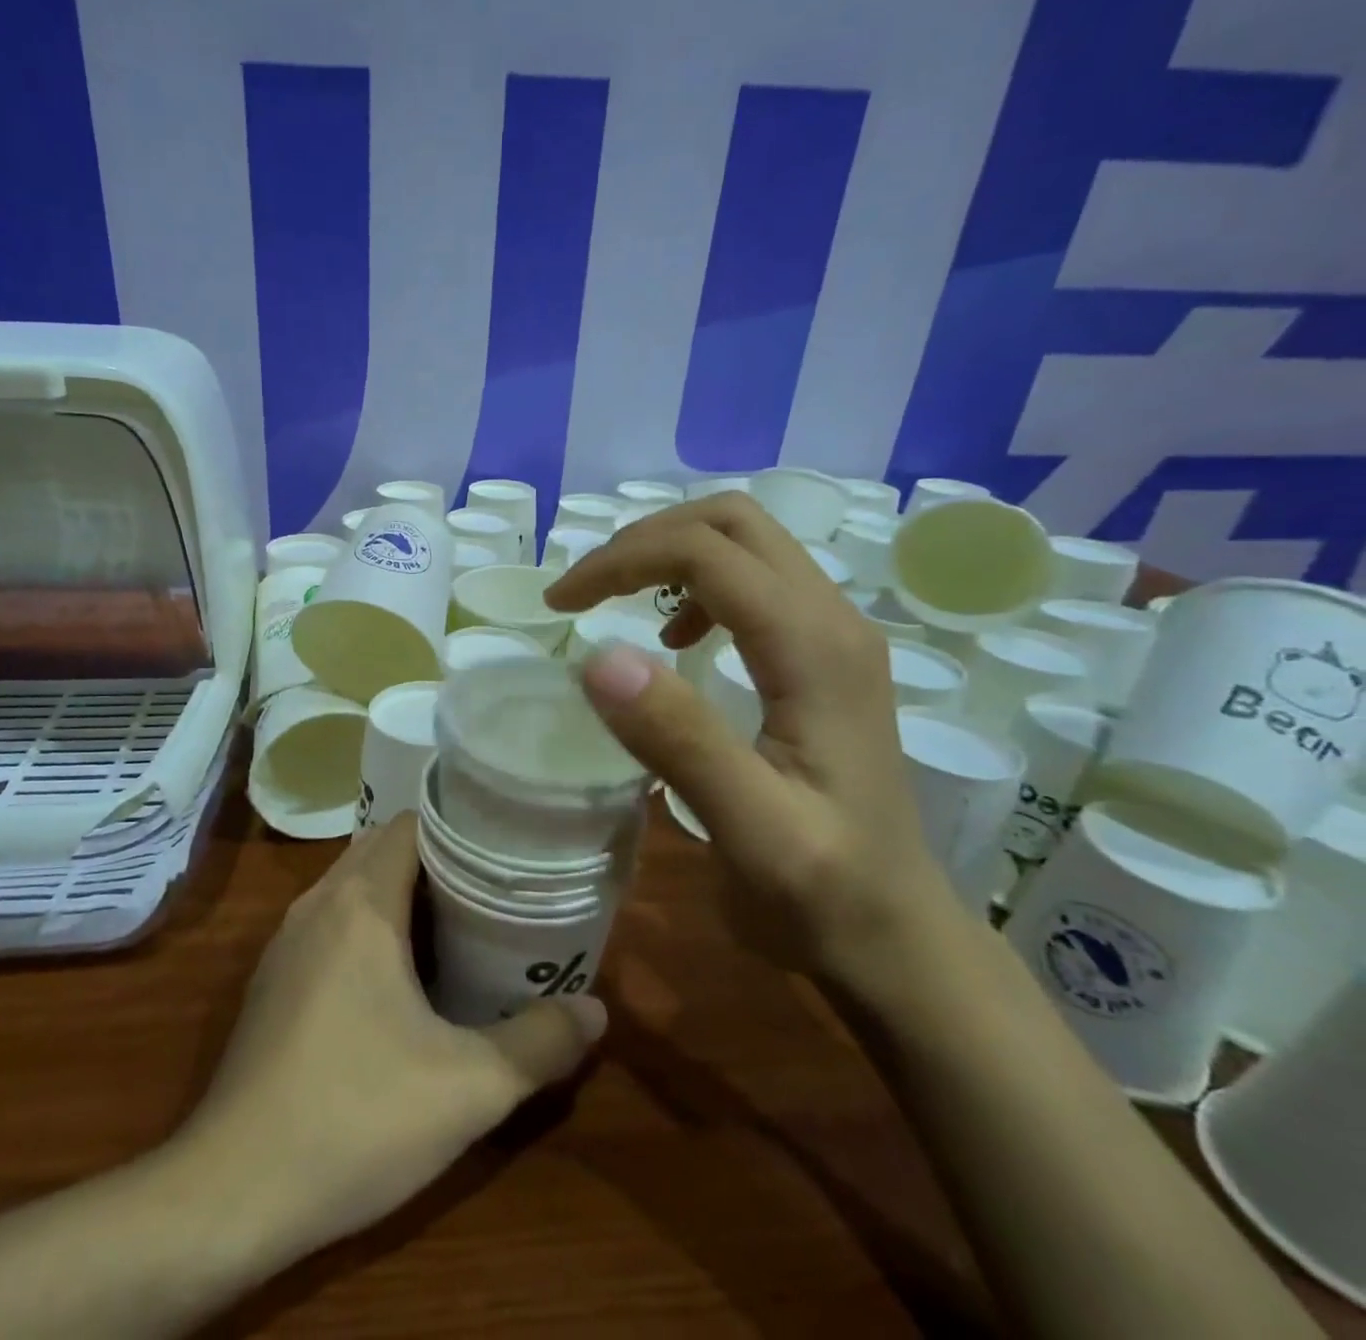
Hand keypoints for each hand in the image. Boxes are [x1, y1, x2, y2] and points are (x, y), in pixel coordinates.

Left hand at [178, 815, 604, 1265]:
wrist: (234, 1190)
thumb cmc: (356, 1118)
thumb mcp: (470, 1088)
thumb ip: (541, 1043)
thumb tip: (596, 1010)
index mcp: (361, 903)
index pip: (411, 826)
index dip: (459, 829)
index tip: (503, 852)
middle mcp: (318, 904)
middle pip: (382, 847)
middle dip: (436, 859)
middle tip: (491, 890)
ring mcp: (286, 940)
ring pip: (351, 884)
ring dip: (399, 892)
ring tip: (456, 925)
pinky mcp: (273, 979)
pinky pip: (329, 921)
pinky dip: (367, 923)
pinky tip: (398, 978)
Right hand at [544, 491, 957, 995]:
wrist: (900, 939)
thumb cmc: (825, 894)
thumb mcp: (751, 830)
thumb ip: (682, 741)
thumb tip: (598, 657)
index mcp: (815, 649)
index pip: (707, 553)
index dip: (622, 562)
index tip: (561, 604)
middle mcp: (833, 621)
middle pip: (734, 522)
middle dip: (645, 539)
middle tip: (586, 589)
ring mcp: (835, 636)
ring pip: (746, 542)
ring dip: (670, 553)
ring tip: (615, 600)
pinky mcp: (825, 657)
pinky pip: (756, 580)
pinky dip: (697, 584)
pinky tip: (675, 636)